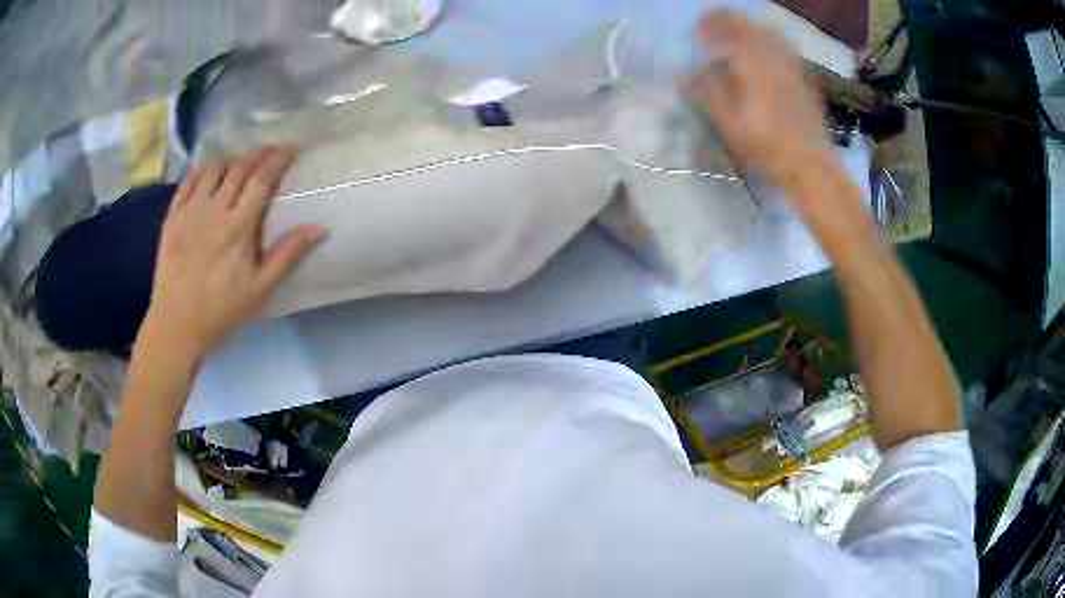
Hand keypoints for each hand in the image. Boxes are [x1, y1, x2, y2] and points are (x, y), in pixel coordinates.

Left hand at [143, 145, 326, 360]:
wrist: (176, 324)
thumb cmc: (221, 310)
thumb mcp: (260, 289)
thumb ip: (288, 255)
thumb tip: (320, 228)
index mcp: (238, 227)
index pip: (262, 179)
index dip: (278, 158)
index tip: (292, 146)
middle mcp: (214, 210)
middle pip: (240, 168)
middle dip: (259, 153)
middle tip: (272, 148)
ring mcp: (190, 210)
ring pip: (214, 168)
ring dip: (232, 158)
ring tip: (243, 159)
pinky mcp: (172, 216)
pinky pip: (189, 180)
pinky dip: (203, 168)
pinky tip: (211, 170)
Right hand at [688, 9, 834, 197]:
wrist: (811, 165)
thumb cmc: (767, 146)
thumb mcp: (729, 123)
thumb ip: (707, 92)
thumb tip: (684, 74)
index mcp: (754, 62)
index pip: (730, 27)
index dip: (711, 24)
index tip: (697, 33)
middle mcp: (774, 56)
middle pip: (750, 25)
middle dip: (729, 23)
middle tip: (713, 33)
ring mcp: (791, 66)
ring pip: (769, 34)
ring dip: (748, 31)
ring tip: (735, 42)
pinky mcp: (802, 78)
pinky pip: (782, 48)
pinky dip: (766, 44)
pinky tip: (760, 58)